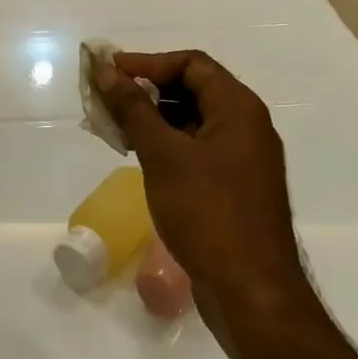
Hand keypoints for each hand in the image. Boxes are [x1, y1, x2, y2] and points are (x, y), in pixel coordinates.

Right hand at [97, 51, 307, 329]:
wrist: (252, 296)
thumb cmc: (208, 213)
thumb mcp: (163, 154)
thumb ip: (132, 108)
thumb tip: (105, 70)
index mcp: (239, 108)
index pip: (191, 63)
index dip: (148, 62)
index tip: (111, 72)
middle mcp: (247, 126)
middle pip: (193, 89)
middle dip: (148, 90)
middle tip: (109, 100)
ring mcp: (244, 160)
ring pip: (193, 121)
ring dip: (154, 118)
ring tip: (116, 129)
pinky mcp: (236, 188)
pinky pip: (198, 149)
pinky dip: (168, 144)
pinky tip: (140, 157)